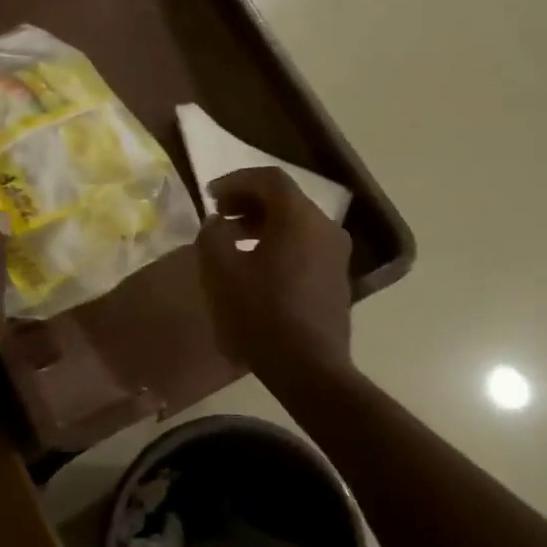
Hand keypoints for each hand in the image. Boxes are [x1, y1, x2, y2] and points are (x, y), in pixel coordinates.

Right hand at [199, 167, 354, 381]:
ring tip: (233, 241)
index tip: (209, 196)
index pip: (268, 179)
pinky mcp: (337, 276)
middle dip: (247, 202)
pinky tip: (256, 266)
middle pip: (284, 198)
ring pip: (295, 222)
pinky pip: (305, 244)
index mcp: (299, 218)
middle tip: (219, 216)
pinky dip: (279, 242)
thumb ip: (212, 236)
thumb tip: (216, 223)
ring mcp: (336, 253)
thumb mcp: (221, 272)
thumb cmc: (261, 315)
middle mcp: (325, 227)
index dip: (235, 181)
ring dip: (262, 223)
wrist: (309, 368)